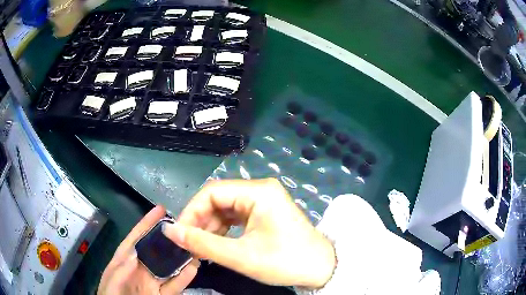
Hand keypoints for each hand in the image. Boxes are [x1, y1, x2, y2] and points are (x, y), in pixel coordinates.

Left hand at [98, 205, 199, 294]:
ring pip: (169, 267)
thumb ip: (121, 270)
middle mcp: (141, 268)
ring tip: (194, 245)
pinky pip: (175, 285)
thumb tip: (135, 254)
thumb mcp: (111, 282)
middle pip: (156, 250)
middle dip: (169, 238)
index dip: (147, 223)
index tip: (161, 210)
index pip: (136, 238)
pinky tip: (193, 268)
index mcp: (125, 260)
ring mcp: (152, 282)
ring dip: (180, 257)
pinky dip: (184, 277)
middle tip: (185, 226)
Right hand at [162, 179, 335, 288]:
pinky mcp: (265, 212)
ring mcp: (263, 200)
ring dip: (210, 227)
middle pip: (218, 199)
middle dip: (200, 221)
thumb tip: (169, 232)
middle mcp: (260, 189)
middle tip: (189, 244)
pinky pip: (236, 216)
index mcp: (258, 191)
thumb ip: (202, 244)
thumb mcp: (240, 256)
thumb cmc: (285, 262)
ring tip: (201, 248)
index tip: (180, 234)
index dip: (191, 211)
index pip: (212, 192)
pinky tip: (216, 244)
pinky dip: (223, 229)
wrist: (321, 269)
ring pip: (225, 208)